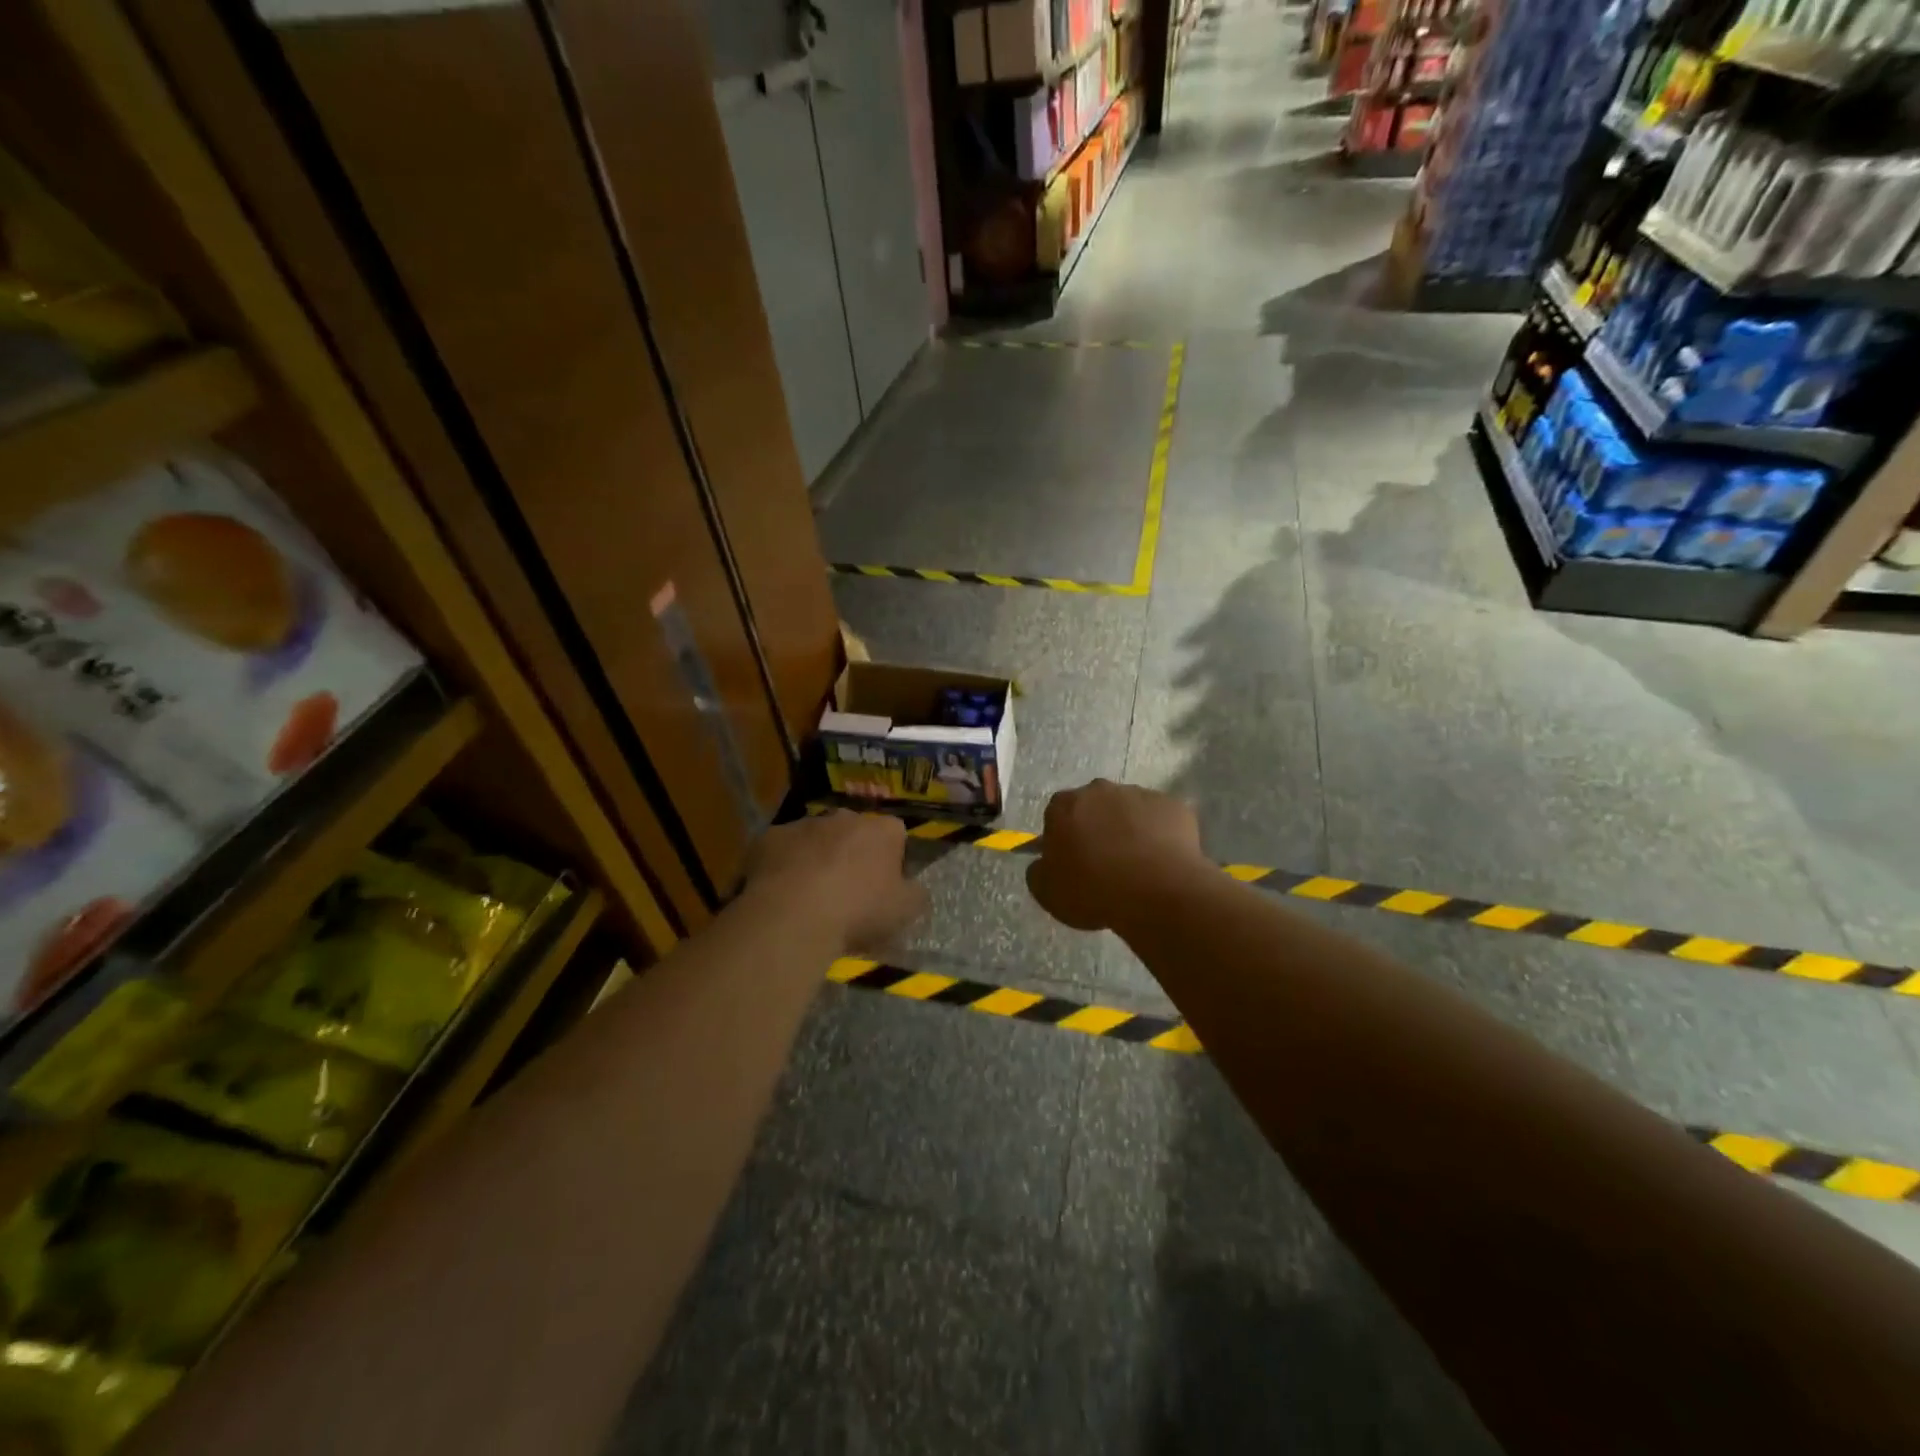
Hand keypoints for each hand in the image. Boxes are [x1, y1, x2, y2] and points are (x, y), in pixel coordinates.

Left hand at [746, 811, 927, 953]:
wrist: (792, 915)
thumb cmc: (858, 911)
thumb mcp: (905, 912)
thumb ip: (915, 894)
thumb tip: (914, 888)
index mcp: (882, 829)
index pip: (896, 835)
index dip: (892, 860)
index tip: (884, 886)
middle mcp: (844, 816)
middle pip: (854, 832)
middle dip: (852, 854)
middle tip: (847, 891)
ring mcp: (804, 823)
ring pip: (815, 838)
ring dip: (817, 858)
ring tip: (810, 896)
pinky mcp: (769, 837)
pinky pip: (781, 850)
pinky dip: (784, 866)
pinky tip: (781, 894)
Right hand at [1026, 780, 1206, 931]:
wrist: (1156, 892)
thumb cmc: (1093, 890)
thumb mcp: (1047, 892)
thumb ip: (1038, 871)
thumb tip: (1044, 863)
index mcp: (1064, 805)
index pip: (1057, 815)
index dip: (1064, 839)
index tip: (1072, 863)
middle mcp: (1100, 790)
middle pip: (1094, 807)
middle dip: (1097, 828)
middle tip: (1105, 863)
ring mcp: (1140, 794)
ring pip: (1129, 811)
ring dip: (1129, 830)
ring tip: (1138, 866)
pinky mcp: (1173, 806)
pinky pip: (1161, 820)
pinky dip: (1160, 835)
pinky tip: (1162, 862)